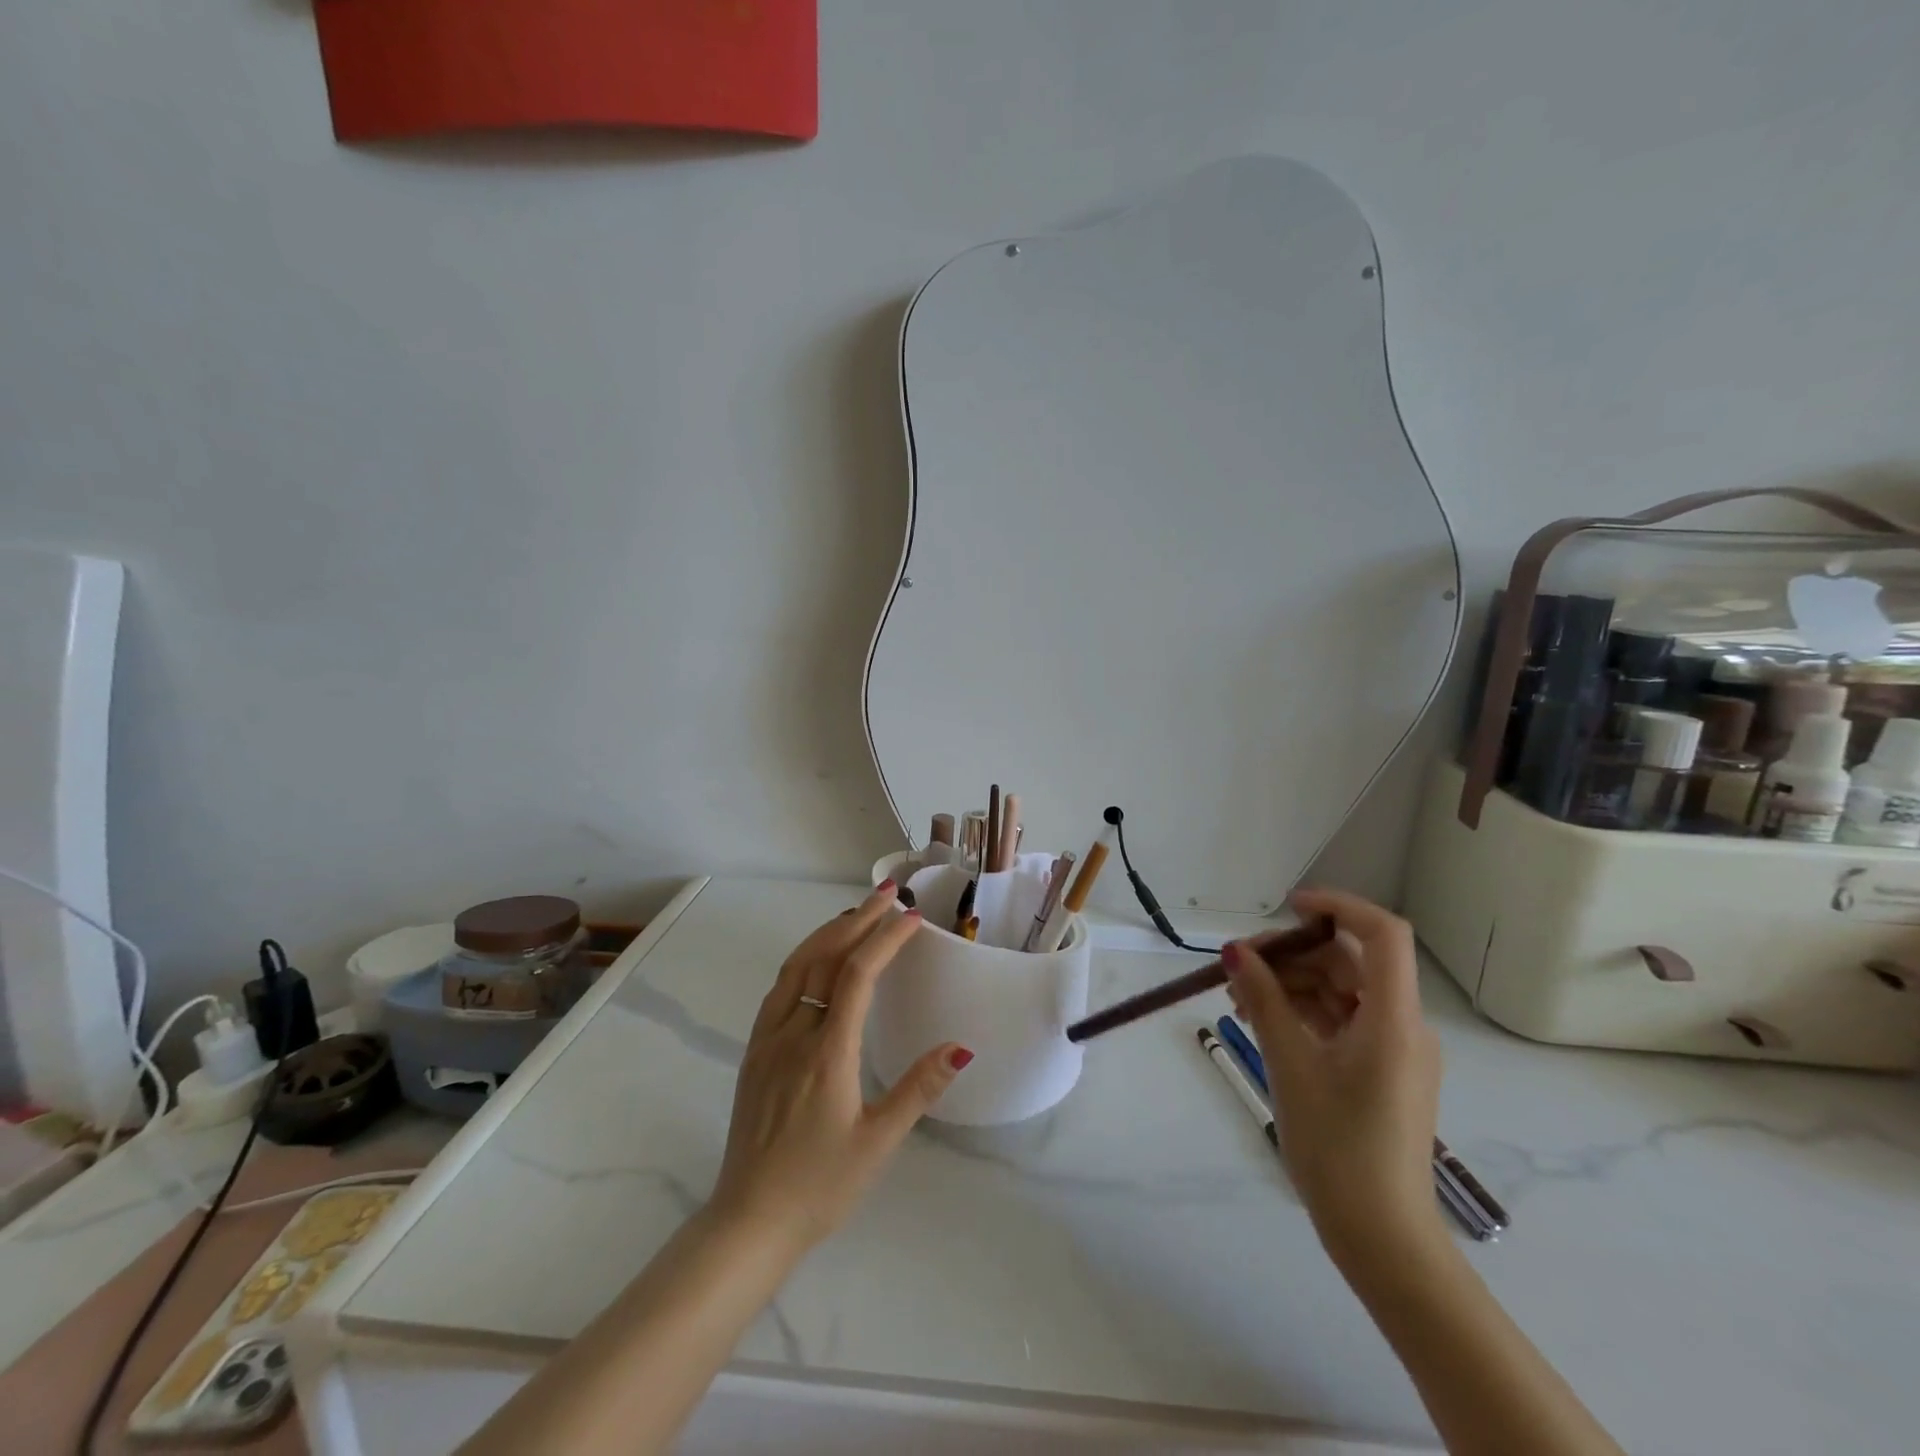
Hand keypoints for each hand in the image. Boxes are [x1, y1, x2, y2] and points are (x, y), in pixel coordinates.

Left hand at [707, 883, 973, 1250]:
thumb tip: (960, 1047)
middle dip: (859, 920)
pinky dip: (803, 959)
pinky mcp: (754, 1052)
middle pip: (825, 958)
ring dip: (828, 933)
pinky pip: (779, 988)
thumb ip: (918, 1089)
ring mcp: (768, 1040)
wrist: (749, 1221)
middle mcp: (794, 1033)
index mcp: (828, 1052)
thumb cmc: (820, 1186)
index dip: (886, 940)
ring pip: (796, 966)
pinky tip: (817, 960)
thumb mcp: (879, 1143)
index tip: (913, 917)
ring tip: (857, 914)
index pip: (858, 975)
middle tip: (889, 893)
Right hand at [1225, 887, 1443, 1271]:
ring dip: (1291, 984)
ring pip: (1341, 991)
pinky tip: (1260, 1019)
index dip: (1338, 906)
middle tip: (1237, 965)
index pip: (1381, 934)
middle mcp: (1403, 1026)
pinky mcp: (1380, 1071)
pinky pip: (1341, 1021)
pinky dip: (1302, 1012)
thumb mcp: (1290, 1065)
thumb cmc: (1337, 1146)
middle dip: (1293, 954)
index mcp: (1394, 1019)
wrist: (1381, 1236)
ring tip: (1237, 997)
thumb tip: (1235, 952)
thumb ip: (1263, 1000)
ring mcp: (1393, 1050)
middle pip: (1350, 962)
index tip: (1287, 907)